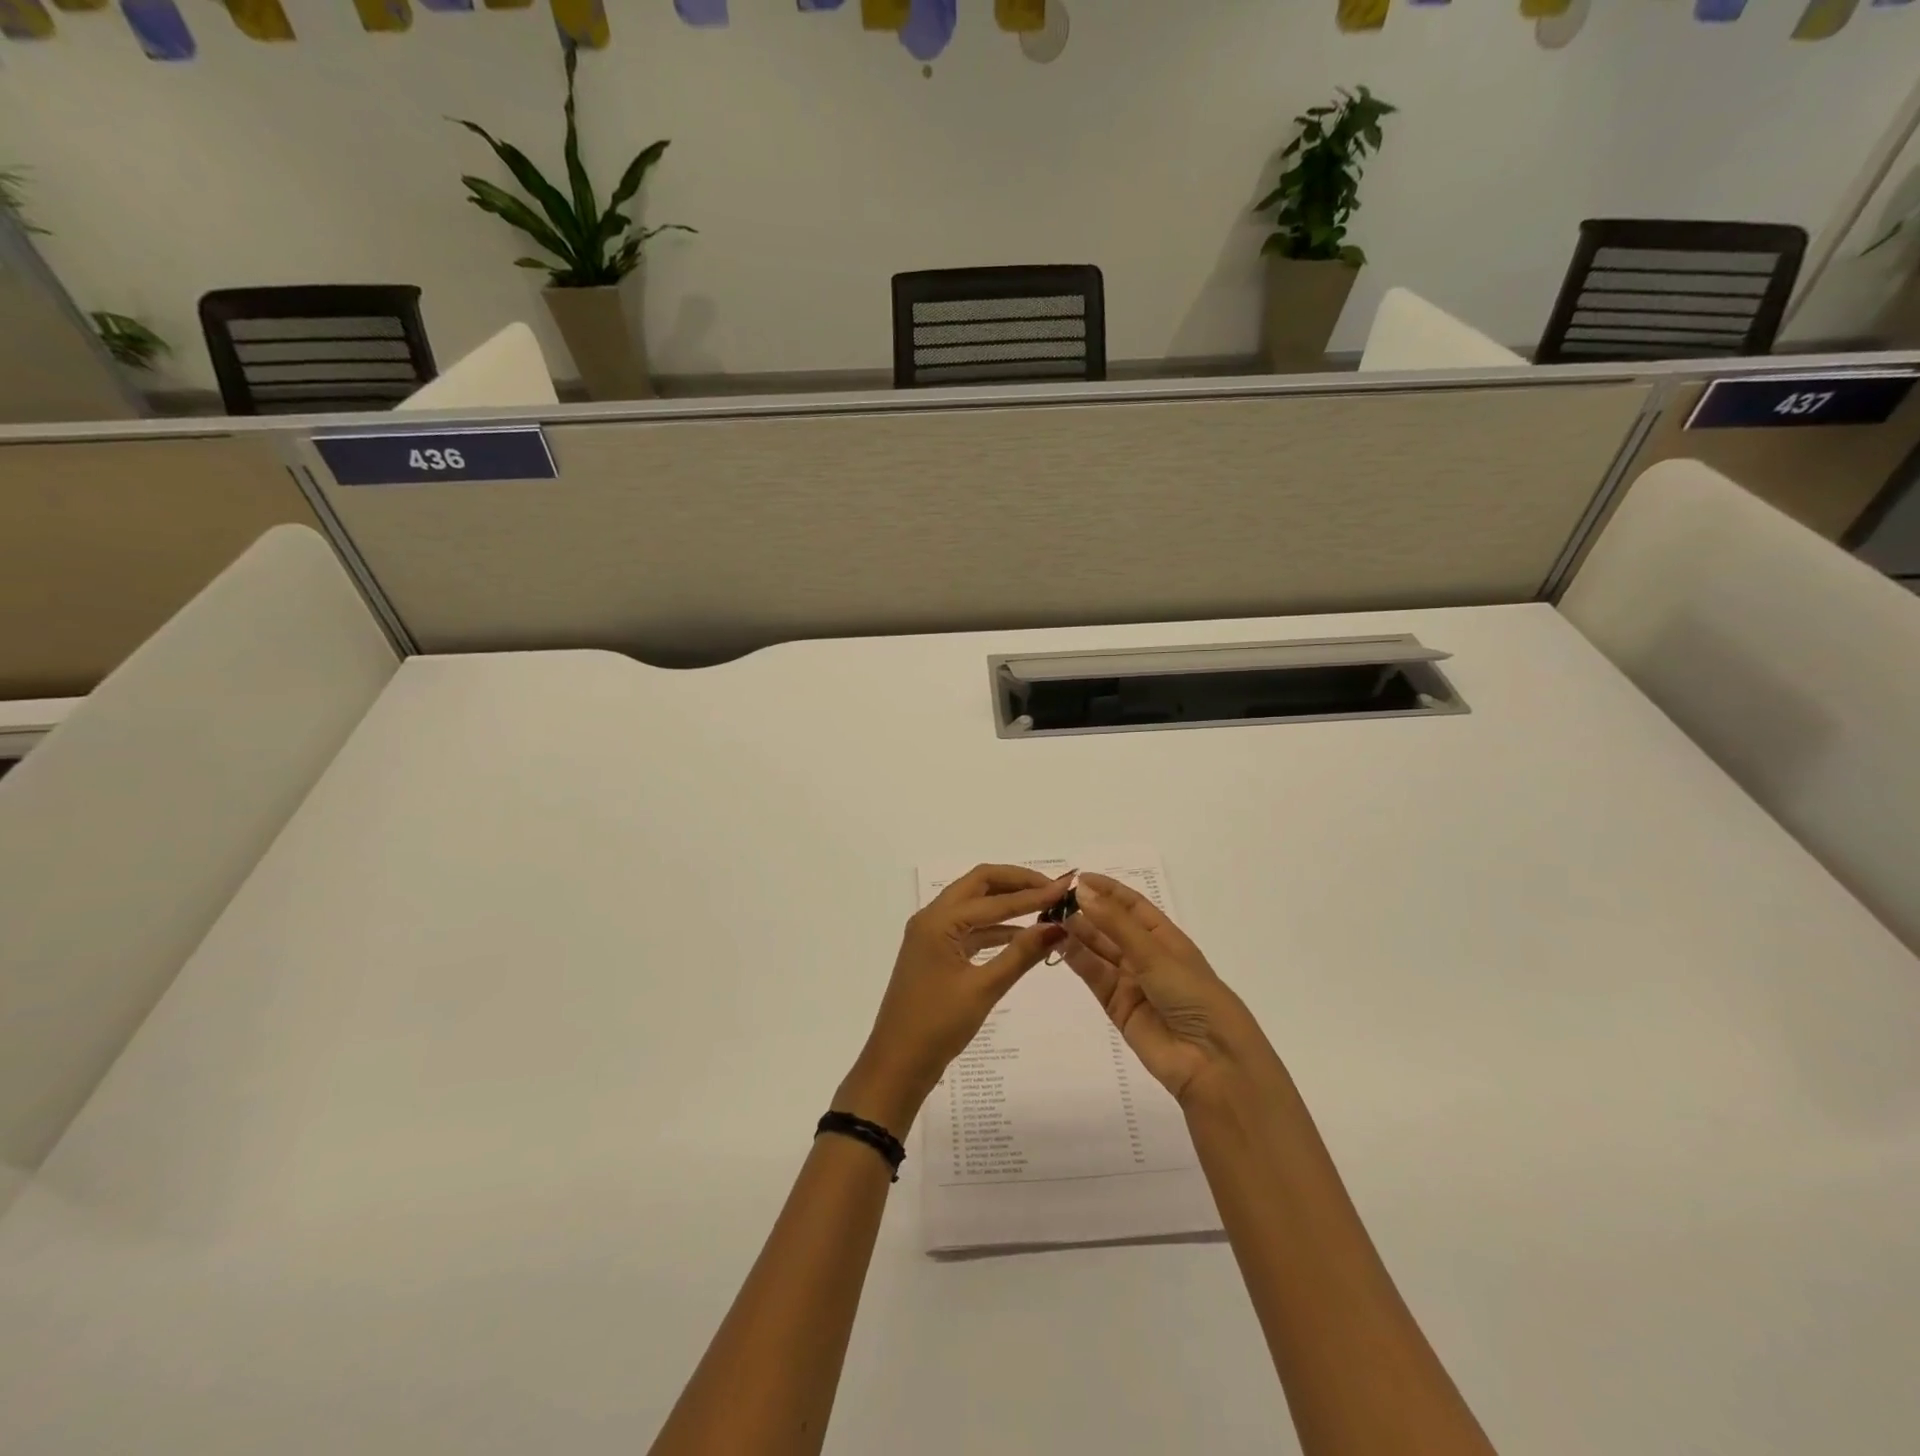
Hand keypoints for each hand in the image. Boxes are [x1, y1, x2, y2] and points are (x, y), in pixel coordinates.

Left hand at [837, 865, 1070, 1133]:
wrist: (896, 1066)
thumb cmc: (937, 1026)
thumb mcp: (984, 989)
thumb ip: (1021, 954)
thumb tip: (1057, 926)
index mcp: (938, 921)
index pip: (994, 899)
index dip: (1032, 893)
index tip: (1066, 888)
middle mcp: (931, 918)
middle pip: (979, 885)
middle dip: (1016, 882)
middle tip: (1052, 888)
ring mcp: (931, 935)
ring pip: (974, 905)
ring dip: (1006, 903)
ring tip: (1044, 906)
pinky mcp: (936, 954)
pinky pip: (969, 928)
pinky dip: (995, 927)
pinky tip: (1022, 935)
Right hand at [1063, 873, 1273, 1106]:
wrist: (1211, 1061)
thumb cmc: (1193, 995)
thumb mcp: (1156, 954)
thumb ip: (1115, 924)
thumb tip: (1082, 891)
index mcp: (1166, 938)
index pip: (1133, 906)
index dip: (1108, 890)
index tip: (1078, 878)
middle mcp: (1147, 957)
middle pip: (1112, 927)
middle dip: (1087, 911)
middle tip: (1055, 899)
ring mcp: (1132, 982)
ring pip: (1099, 951)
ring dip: (1078, 933)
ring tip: (1051, 917)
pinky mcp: (1117, 1007)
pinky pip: (1094, 976)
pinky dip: (1077, 959)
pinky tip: (1059, 942)